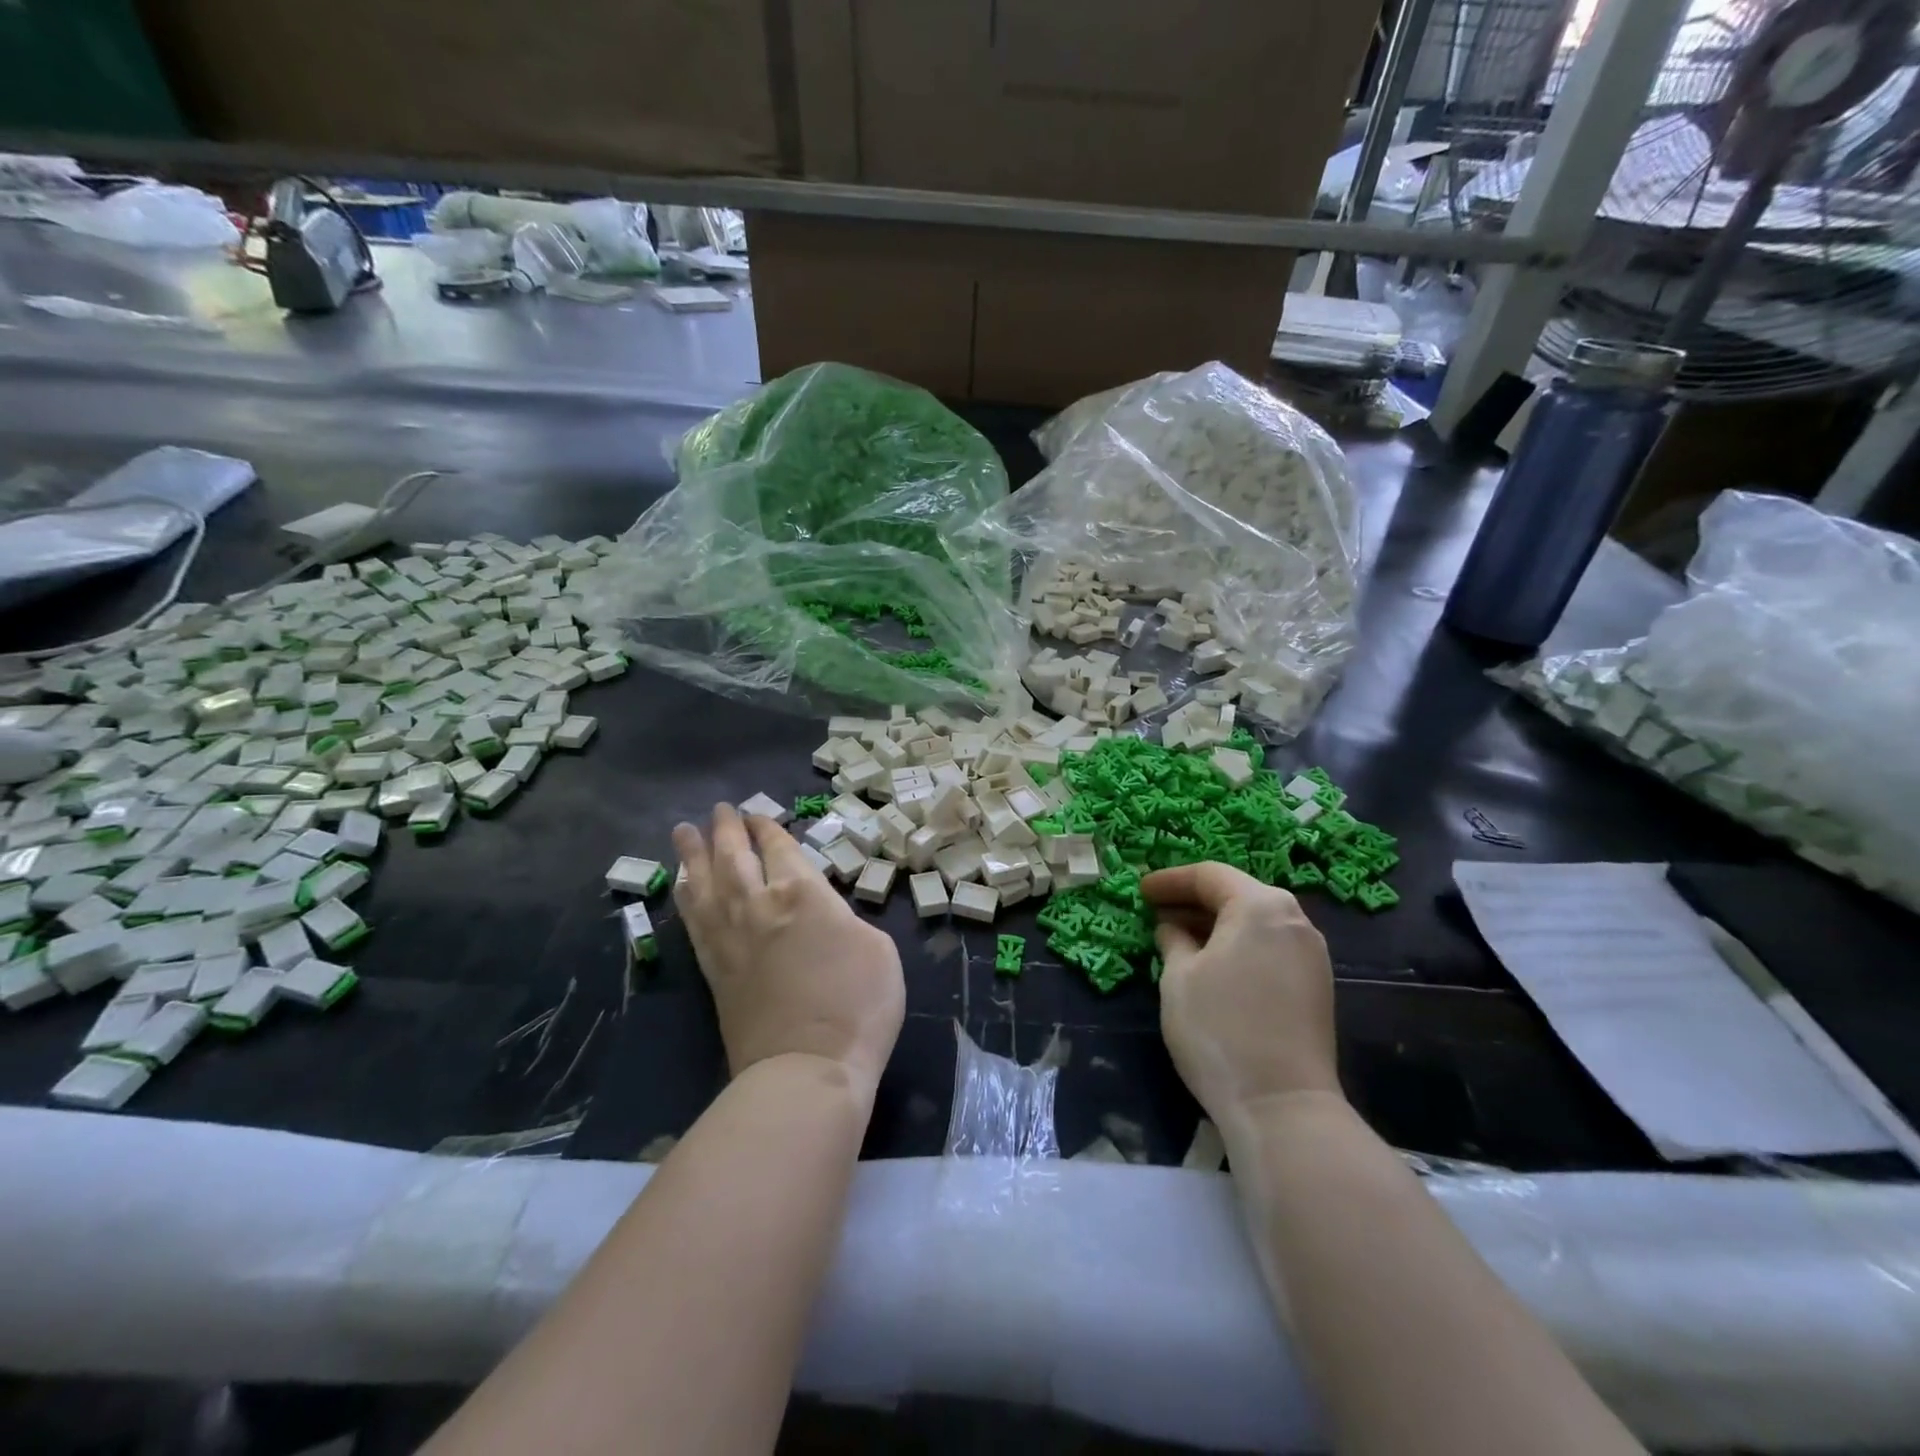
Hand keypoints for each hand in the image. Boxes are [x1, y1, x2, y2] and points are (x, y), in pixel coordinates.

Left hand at [672, 804, 904, 1096]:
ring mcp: (730, 937)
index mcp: (803, 893)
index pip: (778, 848)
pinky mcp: (714, 970)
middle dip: (727, 829)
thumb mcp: (878, 948)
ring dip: (694, 852)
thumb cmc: (857, 1006)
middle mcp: (758, 904)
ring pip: (704, 881)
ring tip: (684, 829)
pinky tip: (681, 885)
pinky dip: (685, 895)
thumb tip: (823, 916)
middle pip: (734, 855)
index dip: (767, 828)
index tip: (757, 816)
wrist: (807, 1070)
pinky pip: (693, 920)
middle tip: (720, 809)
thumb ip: (844, 919)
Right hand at [1143, 862, 1340, 1124]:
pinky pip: (1269, 947)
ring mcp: (1311, 955)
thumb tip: (1171, 928)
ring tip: (1177, 939)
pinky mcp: (1316, 987)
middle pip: (1237, 894)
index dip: (1170, 880)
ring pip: (1255, 922)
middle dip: (1193, 901)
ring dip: (1215, 925)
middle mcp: (1294, 920)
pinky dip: (1237, 946)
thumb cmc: (1220, 1028)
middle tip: (1155, 913)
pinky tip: (1211, 965)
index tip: (1141, 891)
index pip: (1209, 875)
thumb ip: (1172, 940)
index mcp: (1260, 906)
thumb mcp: (1179, 977)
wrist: (1282, 1106)